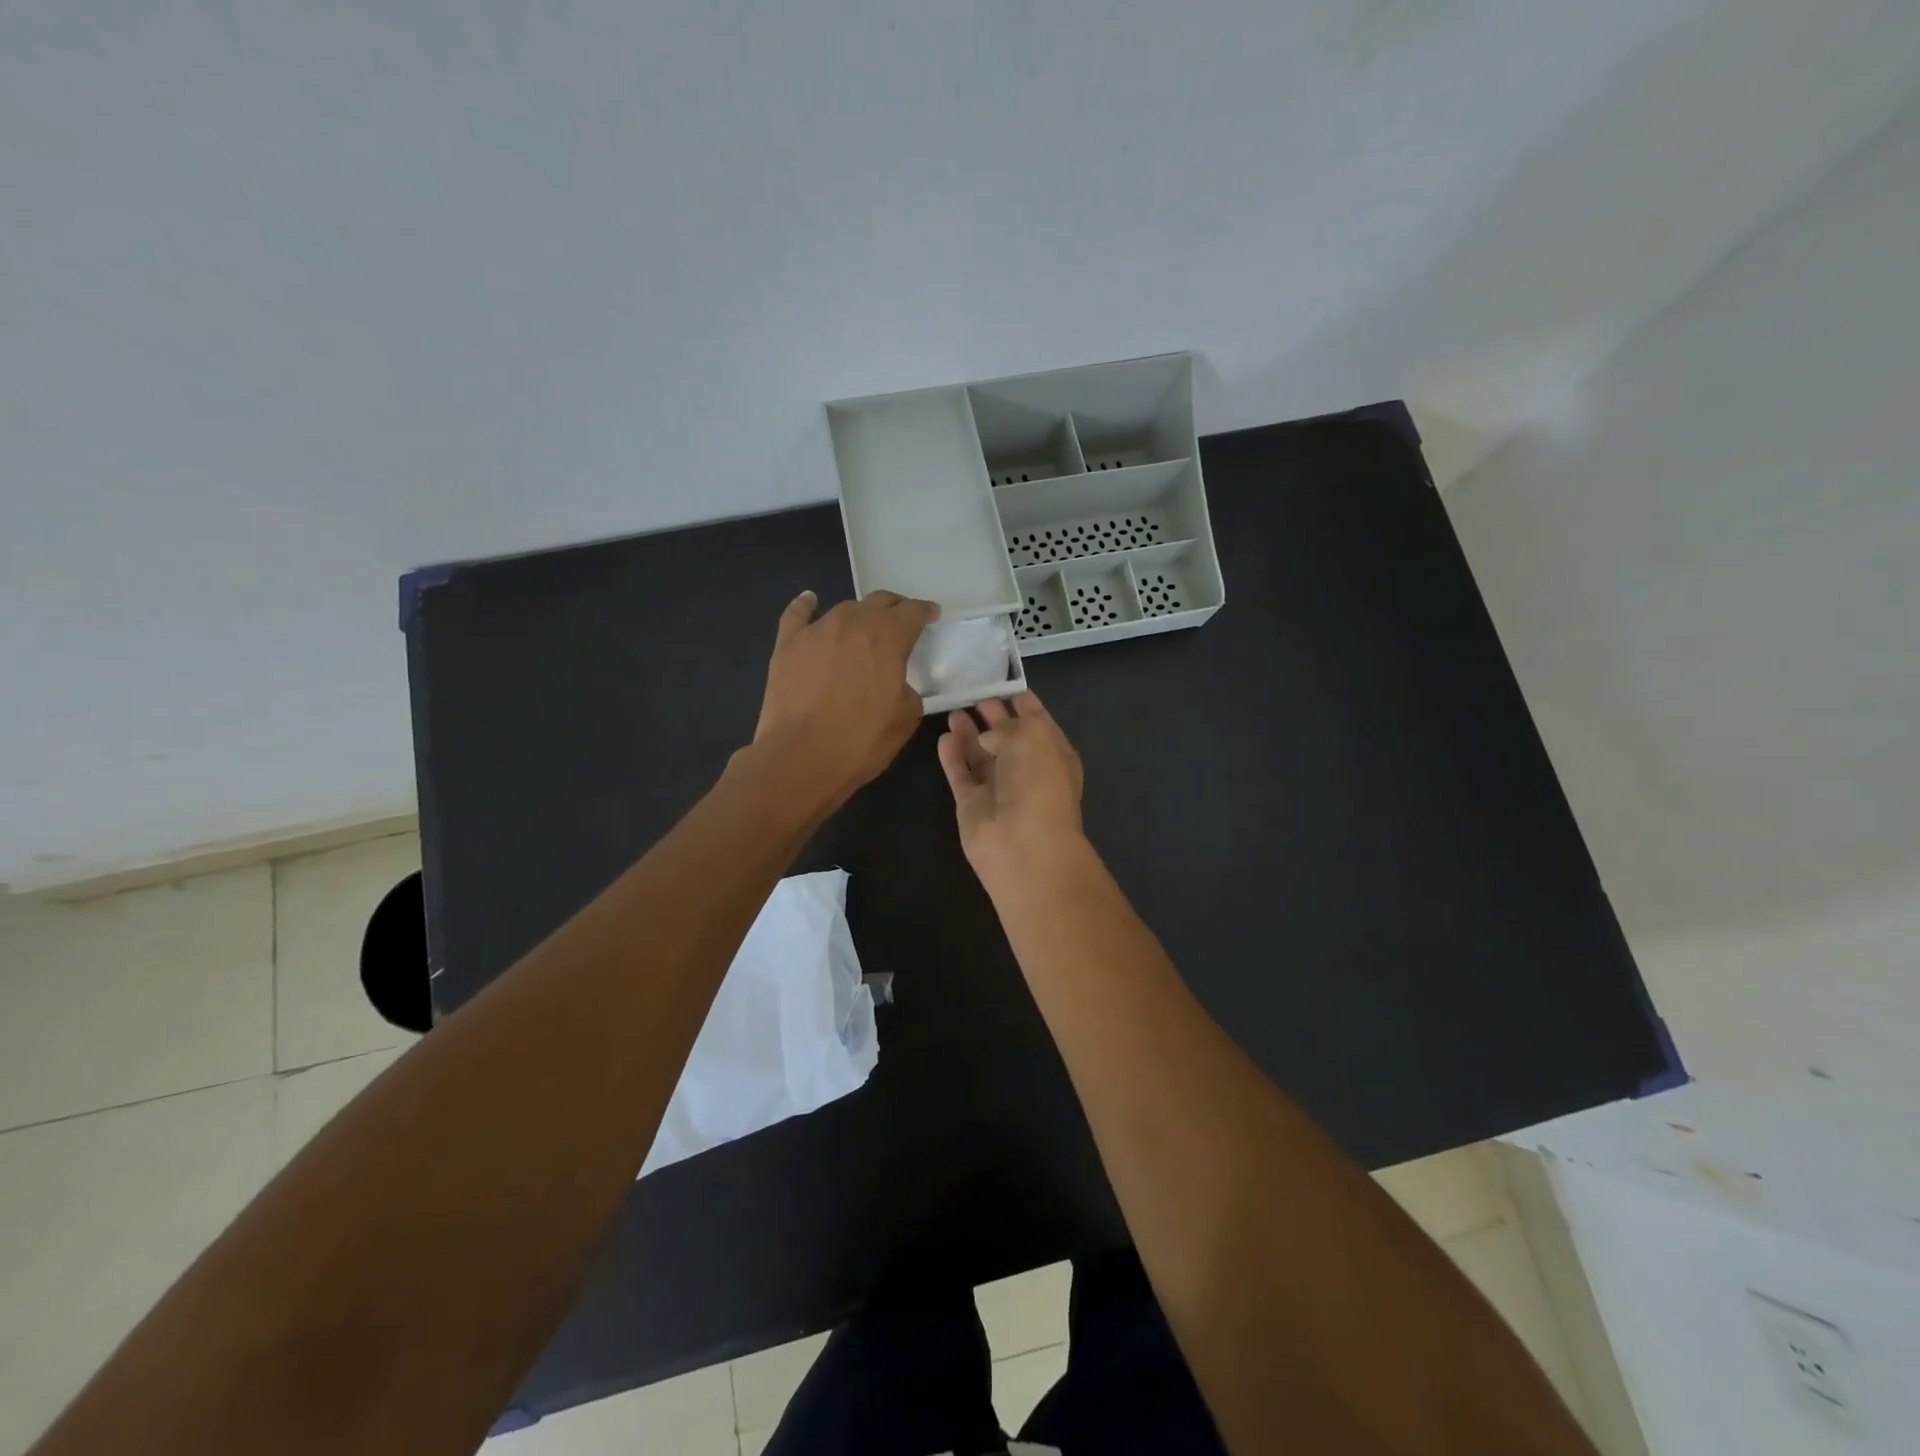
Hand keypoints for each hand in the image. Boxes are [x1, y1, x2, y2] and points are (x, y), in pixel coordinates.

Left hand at [752, 589, 937, 806]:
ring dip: (860, 616)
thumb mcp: (905, 719)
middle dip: (894, 608)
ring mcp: (817, 630)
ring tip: (863, 629)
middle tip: (901, 621)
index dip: (925, 611)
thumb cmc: (860, 741)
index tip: (931, 615)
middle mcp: (852, 622)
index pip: (912, 612)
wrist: (800, 757)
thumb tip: (898, 684)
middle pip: (879, 602)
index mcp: (887, 637)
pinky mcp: (787, 644)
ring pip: (844, 609)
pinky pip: (797, 614)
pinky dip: (806, 605)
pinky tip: (810, 601)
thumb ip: (909, 690)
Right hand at [937, 692, 1085, 883]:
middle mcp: (1027, 771)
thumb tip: (987, 736)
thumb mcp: (1032, 737)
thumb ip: (1008, 726)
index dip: (1024, 703)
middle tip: (975, 694)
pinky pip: (961, 775)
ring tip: (954, 710)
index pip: (1038, 722)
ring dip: (969, 733)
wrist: (1023, 845)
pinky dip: (952, 757)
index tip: (1006, 685)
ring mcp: (998, 789)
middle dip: (994, 716)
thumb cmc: (1038, 783)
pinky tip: (944, 737)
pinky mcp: (971, 805)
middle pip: (1008, 738)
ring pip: (981, 755)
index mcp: (1053, 754)